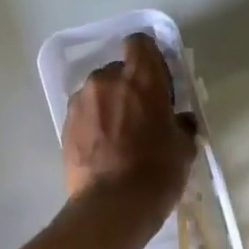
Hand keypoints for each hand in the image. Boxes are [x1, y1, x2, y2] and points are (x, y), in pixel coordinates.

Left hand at [62, 33, 197, 218]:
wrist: (112, 205)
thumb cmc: (156, 172)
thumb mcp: (183, 147)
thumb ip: (181, 124)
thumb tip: (179, 121)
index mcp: (141, 78)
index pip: (140, 43)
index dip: (149, 58)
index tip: (158, 80)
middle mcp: (106, 80)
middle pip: (118, 70)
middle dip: (128, 86)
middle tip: (141, 115)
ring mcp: (81, 101)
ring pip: (98, 92)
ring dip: (109, 104)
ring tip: (119, 135)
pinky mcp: (65, 125)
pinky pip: (84, 113)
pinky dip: (94, 123)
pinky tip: (104, 148)